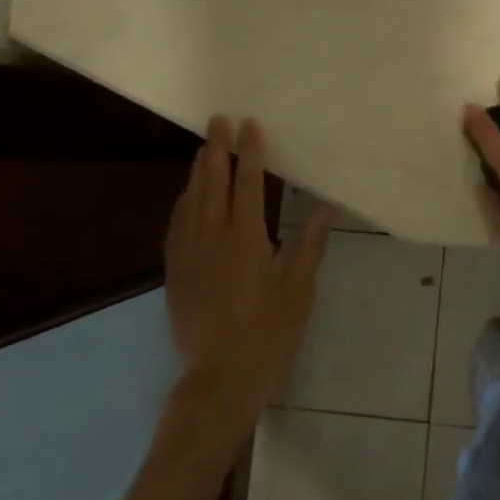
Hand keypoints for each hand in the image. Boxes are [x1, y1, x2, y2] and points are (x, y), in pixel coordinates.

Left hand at [165, 117, 332, 433]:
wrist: (219, 378)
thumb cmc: (268, 333)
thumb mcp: (298, 290)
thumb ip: (309, 245)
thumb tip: (324, 208)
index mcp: (246, 239)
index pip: (247, 184)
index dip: (250, 153)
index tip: (249, 125)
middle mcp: (212, 238)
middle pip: (212, 184)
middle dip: (215, 149)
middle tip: (217, 121)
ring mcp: (188, 254)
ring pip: (190, 201)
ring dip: (197, 171)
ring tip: (203, 149)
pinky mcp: (174, 272)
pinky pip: (176, 225)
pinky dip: (182, 202)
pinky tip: (185, 196)